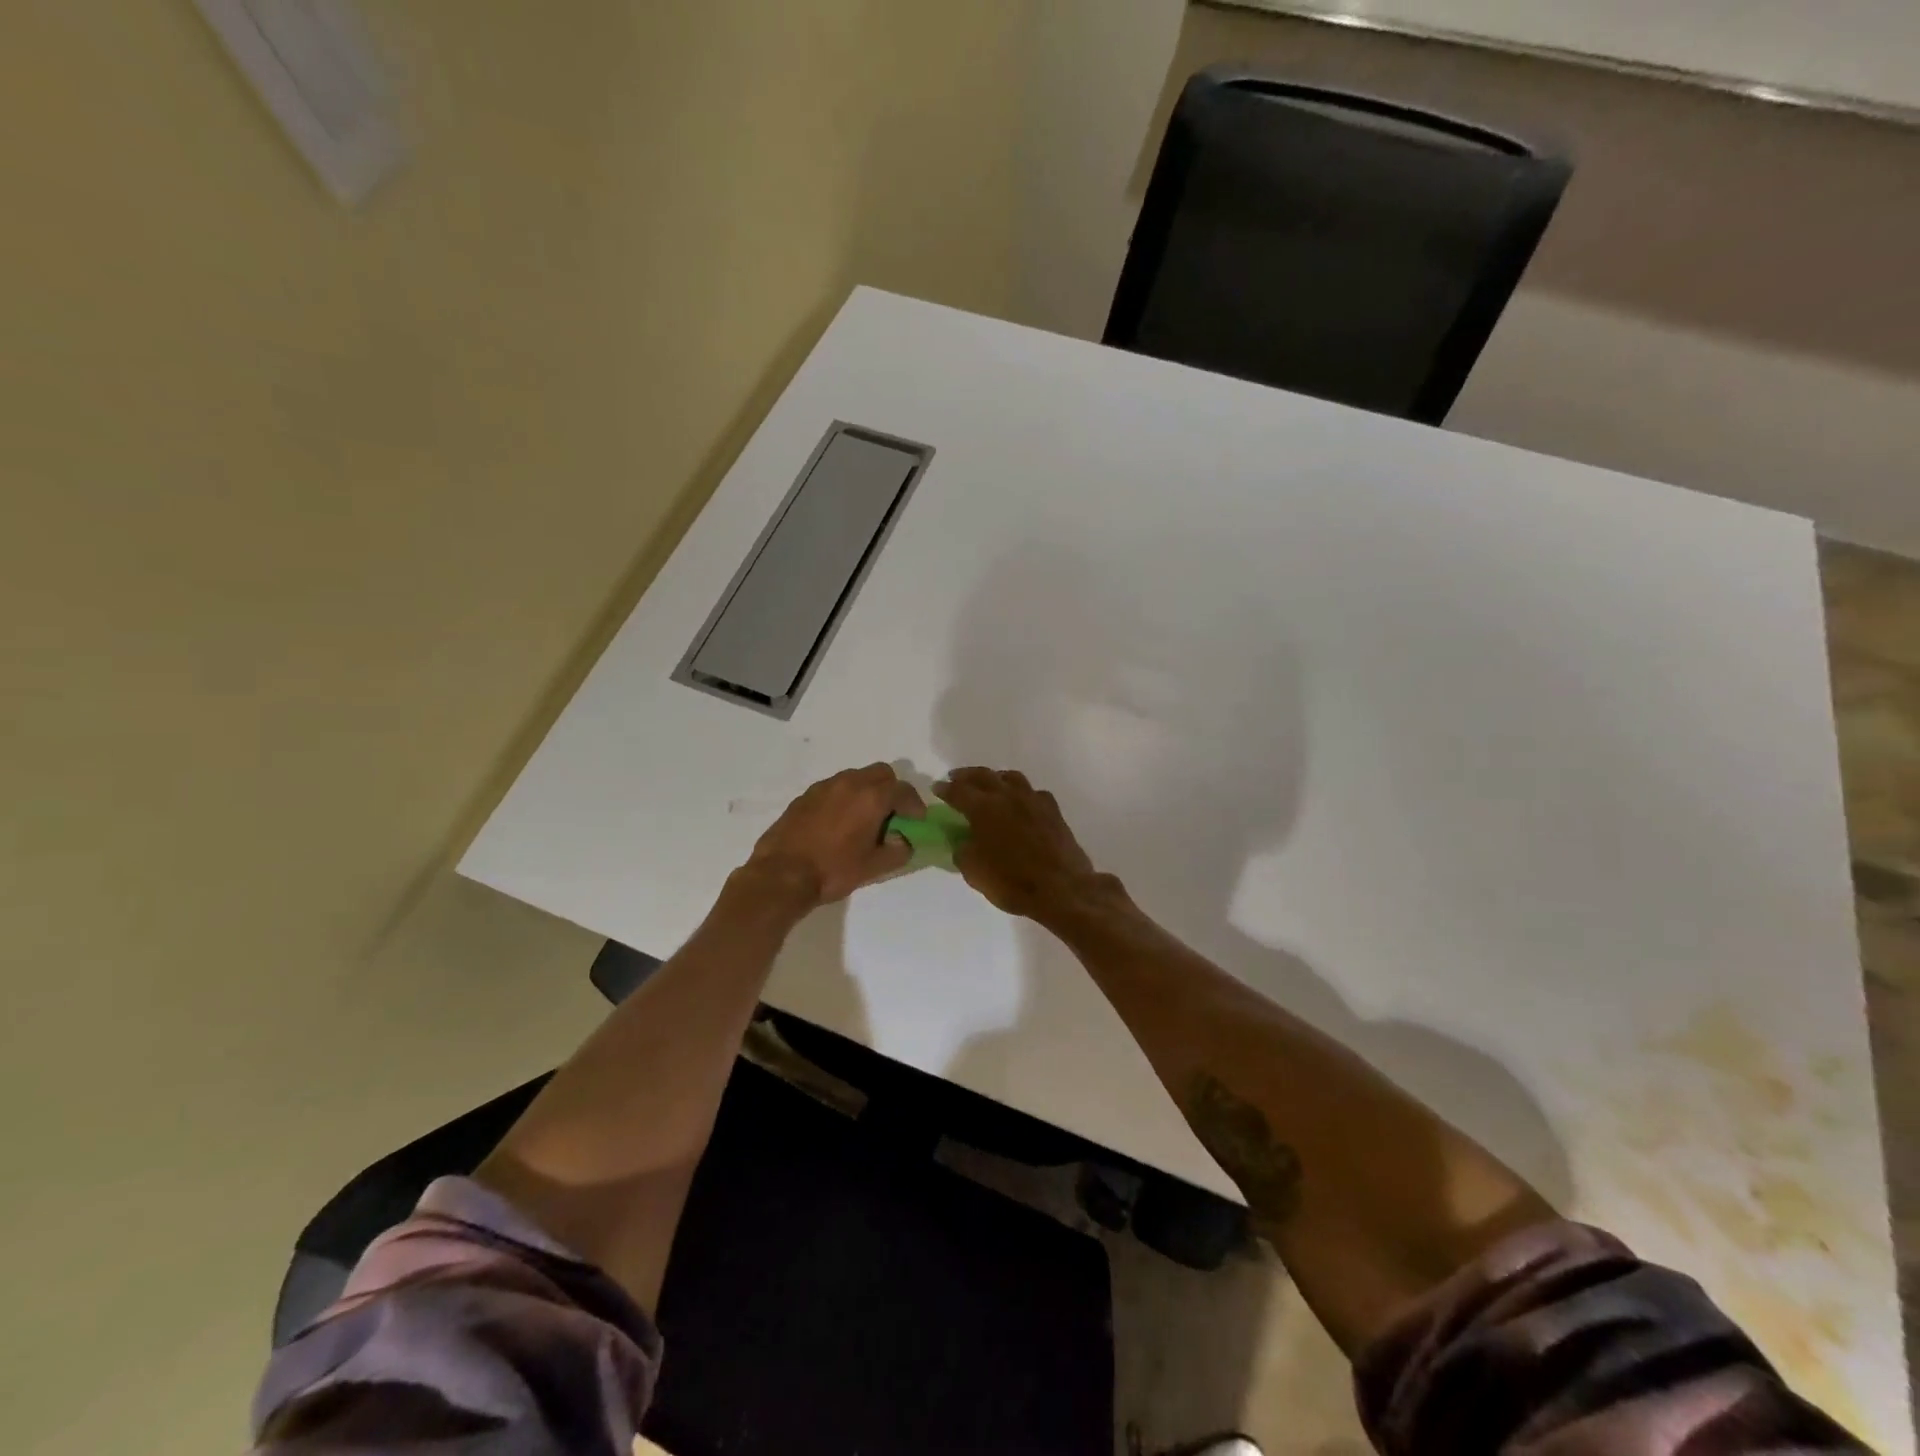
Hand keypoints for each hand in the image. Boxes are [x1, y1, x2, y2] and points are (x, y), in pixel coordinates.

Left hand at [746, 764, 924, 907]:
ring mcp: (824, 787)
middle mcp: (849, 783)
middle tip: (893, 814)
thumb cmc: (833, 870)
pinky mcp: (805, 796)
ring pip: (855, 777)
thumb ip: (898, 851)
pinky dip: (844, 798)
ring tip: (864, 818)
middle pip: (881, 773)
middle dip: (892, 790)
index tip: (917, 819)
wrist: (781, 874)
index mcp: (871, 797)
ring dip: (867, 791)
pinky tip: (838, 822)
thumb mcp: (874, 867)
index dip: (915, 804)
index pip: (903, 790)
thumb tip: (903, 841)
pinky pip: (834, 788)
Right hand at [938, 767, 1106, 921]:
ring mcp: (1033, 800)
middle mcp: (1008, 796)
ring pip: (1011, 777)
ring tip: (989, 785)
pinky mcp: (1053, 811)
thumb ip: (963, 851)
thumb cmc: (1012, 882)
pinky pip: (1033, 792)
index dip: (945, 789)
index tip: (936, 788)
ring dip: (995, 778)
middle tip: (956, 778)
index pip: (958, 791)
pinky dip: (1021, 793)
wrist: (1062, 889)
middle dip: (966, 775)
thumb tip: (963, 841)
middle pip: (984, 775)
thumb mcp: (974, 872)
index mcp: (984, 808)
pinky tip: (1020, 802)